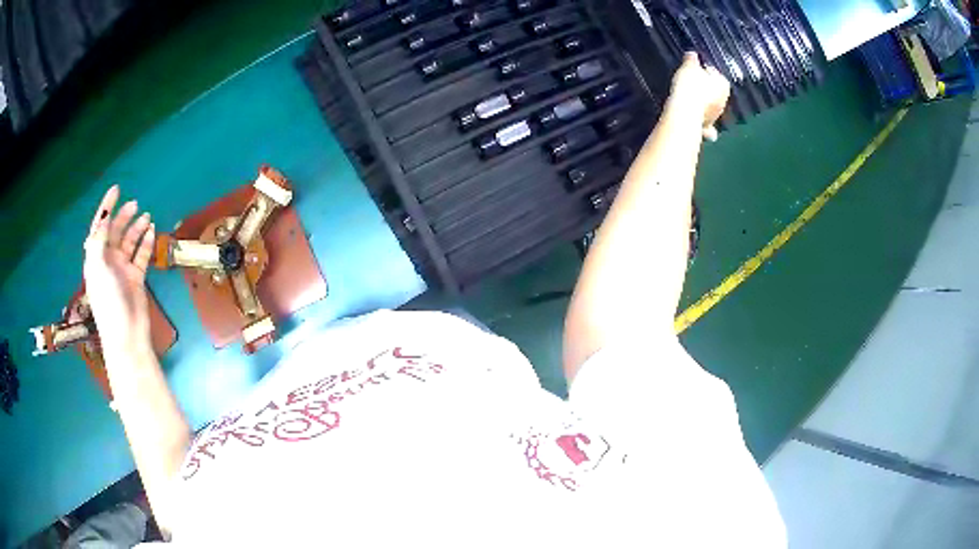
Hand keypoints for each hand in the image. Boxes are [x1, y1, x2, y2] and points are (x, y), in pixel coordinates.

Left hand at [83, 186, 155, 357]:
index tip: (116, 189)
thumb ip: (99, 242)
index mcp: (96, 258)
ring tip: (147, 217)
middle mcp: (108, 261)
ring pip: (129, 242)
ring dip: (137, 228)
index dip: (106, 208)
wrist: (126, 335)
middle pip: (115, 232)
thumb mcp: (99, 269)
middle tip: (135, 204)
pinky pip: (141, 255)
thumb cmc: (109, 303)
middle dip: (124, 216)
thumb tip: (105, 218)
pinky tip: (152, 234)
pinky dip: (146, 244)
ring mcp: (122, 270)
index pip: (100, 227)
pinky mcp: (136, 278)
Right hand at [669, 52, 730, 140]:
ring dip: (704, 103)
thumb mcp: (688, 67)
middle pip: (714, 91)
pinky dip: (703, 123)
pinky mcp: (708, 126)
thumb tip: (692, 53)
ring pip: (711, 106)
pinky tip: (696, 120)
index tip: (694, 70)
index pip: (714, 73)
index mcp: (723, 84)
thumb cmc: (689, 86)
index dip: (704, 70)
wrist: (684, 112)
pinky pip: (706, 123)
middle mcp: (724, 100)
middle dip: (705, 87)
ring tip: (689, 99)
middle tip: (691, 83)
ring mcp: (717, 115)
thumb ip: (691, 59)